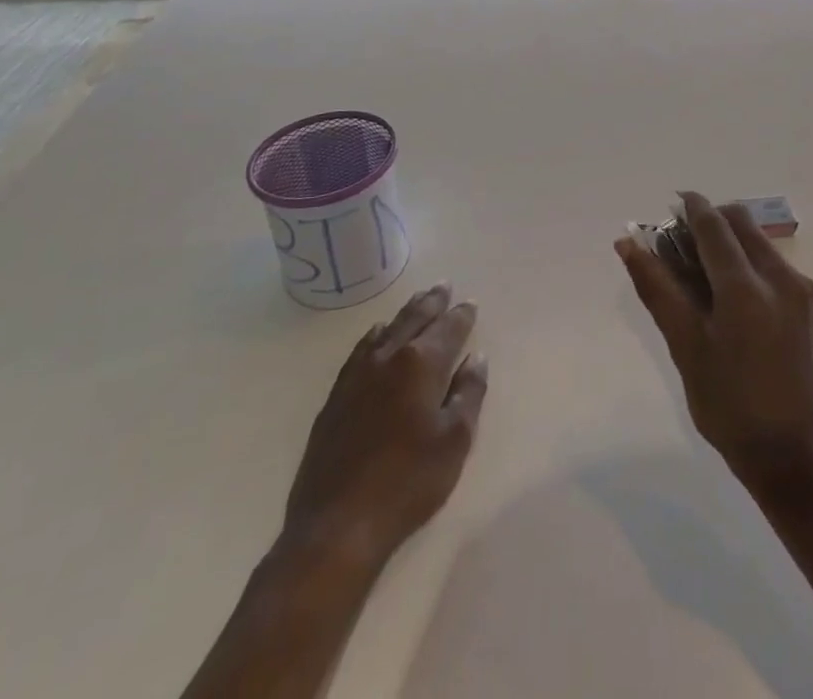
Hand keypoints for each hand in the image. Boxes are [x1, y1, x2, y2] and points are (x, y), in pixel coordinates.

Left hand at [274, 283, 487, 573]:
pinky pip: (360, 351)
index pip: (447, 328)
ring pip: (386, 330)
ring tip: (417, 303)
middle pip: (414, 319)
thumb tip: (476, 357)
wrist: (337, 527)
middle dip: (432, 302)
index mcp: (421, 364)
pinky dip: (375, 336)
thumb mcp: (455, 440)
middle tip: (444, 286)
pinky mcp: (336, 398)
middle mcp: (388, 358)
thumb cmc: (408, 483)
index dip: (461, 315)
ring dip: (405, 314)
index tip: (470, 304)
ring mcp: (356, 376)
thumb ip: (469, 392)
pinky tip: (377, 337)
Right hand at [615, 193, 812, 506]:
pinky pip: (778, 269)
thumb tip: (628, 243)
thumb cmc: (732, 409)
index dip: (691, 206)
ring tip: (708, 280)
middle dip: (711, 221)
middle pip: (741, 223)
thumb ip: (657, 289)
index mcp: (745, 288)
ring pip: (761, 244)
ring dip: (732, 245)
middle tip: (684, 246)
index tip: (673, 202)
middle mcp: (781, 277)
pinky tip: (740, 305)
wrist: (803, 459)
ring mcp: (806, 290)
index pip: (713, 224)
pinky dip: (753, 268)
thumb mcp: (686, 349)